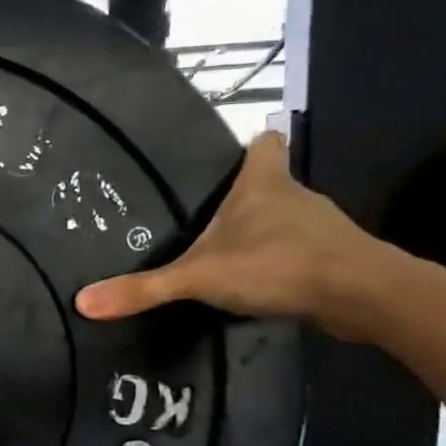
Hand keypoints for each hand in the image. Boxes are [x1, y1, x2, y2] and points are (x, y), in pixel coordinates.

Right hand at [74, 132, 392, 340]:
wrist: (362, 296)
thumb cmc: (277, 264)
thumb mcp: (198, 277)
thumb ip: (143, 289)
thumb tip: (82, 303)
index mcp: (264, 184)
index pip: (265, 142)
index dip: (250, 144)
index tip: (229, 156)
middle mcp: (296, 196)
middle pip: (271, 182)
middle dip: (245, 197)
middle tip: (207, 217)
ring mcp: (321, 228)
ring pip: (287, 219)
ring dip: (263, 233)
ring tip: (227, 255)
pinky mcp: (335, 259)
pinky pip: (301, 251)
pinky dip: (282, 262)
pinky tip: (260, 283)